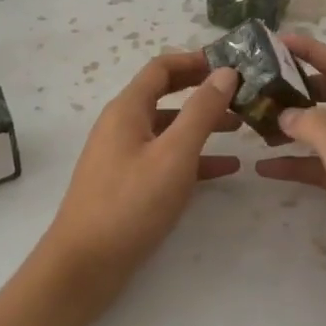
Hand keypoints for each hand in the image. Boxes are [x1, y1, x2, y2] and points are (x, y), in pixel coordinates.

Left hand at [37, 52, 239, 320]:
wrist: (83, 265)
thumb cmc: (130, 203)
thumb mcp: (174, 154)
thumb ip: (201, 111)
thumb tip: (225, 71)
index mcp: (127, 109)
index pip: (162, 67)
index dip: (195, 60)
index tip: (231, 62)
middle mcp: (122, 124)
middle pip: (166, 95)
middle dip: (202, 91)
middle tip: (241, 93)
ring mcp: (123, 154)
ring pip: (168, 128)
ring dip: (202, 124)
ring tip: (241, 128)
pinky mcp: (128, 183)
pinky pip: (165, 158)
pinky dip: (193, 157)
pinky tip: (226, 169)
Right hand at [257, 35, 325, 325]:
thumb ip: (317, 127)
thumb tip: (287, 112)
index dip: (312, 51)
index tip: (276, 41)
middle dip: (299, 85)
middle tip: (259, 82)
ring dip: (294, 123)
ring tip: (255, 122)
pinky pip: (325, 163)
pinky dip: (298, 160)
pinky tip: (266, 167)